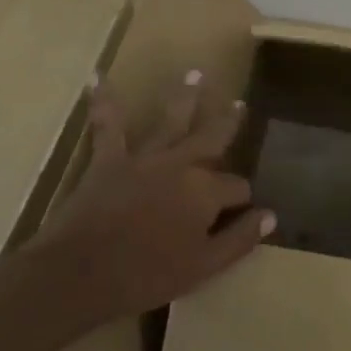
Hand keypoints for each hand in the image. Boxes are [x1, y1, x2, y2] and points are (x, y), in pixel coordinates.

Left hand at [30, 74, 274, 332]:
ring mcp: (145, 157)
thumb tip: (270, 216)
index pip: (236, 187)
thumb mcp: (203, 267)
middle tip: (239, 102)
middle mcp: (181, 164)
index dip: (242, 198)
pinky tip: (96, 77)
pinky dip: (103, 100)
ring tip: (195, 75)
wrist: (80, 272)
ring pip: (171, 120)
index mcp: (206, 191)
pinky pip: (107, 124)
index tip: (243, 210)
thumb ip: (239, 240)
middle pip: (212, 137)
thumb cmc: (145, 275)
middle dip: (228, 121)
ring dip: (185, 97)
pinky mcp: (109, 159)